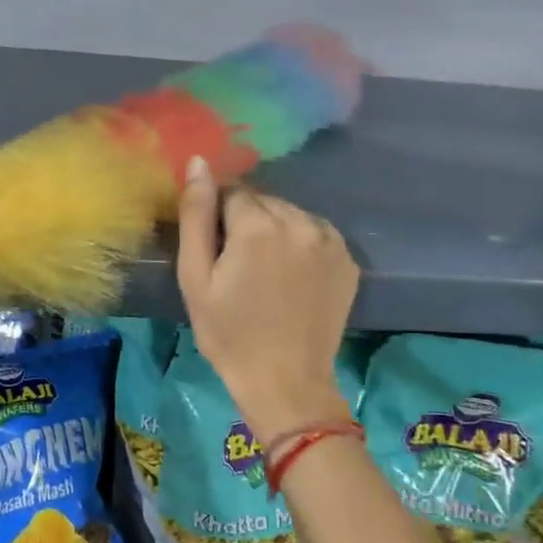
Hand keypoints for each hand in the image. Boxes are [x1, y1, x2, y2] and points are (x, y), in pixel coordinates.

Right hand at [176, 156, 358, 439]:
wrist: (285, 381)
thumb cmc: (229, 333)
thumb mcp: (195, 277)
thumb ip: (195, 215)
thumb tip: (198, 162)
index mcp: (258, 224)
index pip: (231, 192)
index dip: (218, 218)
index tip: (216, 251)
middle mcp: (299, 221)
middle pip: (263, 200)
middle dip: (247, 221)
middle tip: (238, 265)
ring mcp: (330, 239)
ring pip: (290, 214)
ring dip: (275, 230)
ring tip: (266, 273)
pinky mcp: (347, 259)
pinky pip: (315, 233)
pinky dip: (301, 244)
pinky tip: (292, 277)